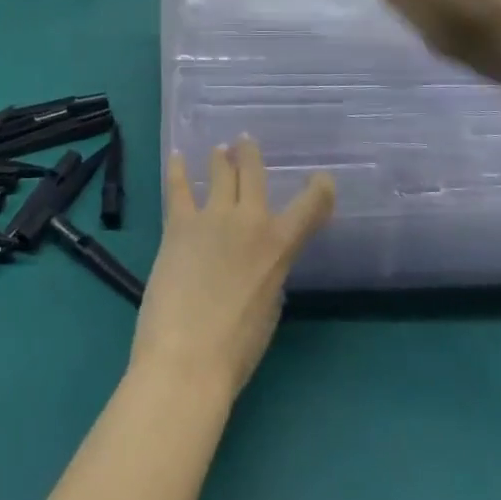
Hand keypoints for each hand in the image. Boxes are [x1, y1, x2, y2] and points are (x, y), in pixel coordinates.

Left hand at [132, 138, 333, 399]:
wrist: (188, 357)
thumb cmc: (236, 349)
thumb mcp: (269, 308)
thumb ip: (268, 272)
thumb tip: (258, 258)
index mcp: (280, 247)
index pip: (311, 207)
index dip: (321, 189)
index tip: (323, 178)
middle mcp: (250, 221)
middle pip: (253, 174)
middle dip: (250, 155)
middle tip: (245, 142)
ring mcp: (212, 217)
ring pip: (220, 172)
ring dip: (220, 158)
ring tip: (219, 149)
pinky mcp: (179, 223)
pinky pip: (179, 188)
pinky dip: (178, 170)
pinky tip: (177, 158)